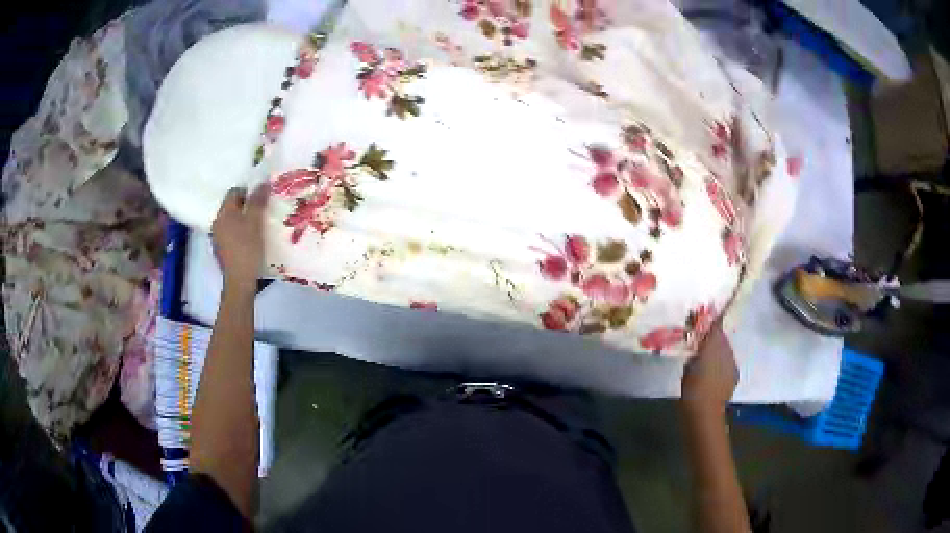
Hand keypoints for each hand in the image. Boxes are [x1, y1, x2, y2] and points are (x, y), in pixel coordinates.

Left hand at [211, 185, 269, 290]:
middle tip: (261, 211)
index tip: (261, 199)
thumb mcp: (255, 223)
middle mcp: (217, 222)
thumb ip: (258, 202)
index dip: (248, 192)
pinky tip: (249, 240)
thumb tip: (263, 183)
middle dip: (246, 206)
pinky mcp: (221, 250)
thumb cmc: (247, 249)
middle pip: (231, 207)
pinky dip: (239, 232)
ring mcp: (217, 237)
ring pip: (231, 221)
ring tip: (257, 226)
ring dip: (242, 220)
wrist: (239, 281)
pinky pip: (230, 233)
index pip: (234, 192)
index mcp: (223, 213)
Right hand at [681, 320, 737, 418]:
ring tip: (708, 359)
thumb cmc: (692, 387)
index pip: (715, 325)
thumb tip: (698, 343)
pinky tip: (715, 372)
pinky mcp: (735, 373)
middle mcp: (727, 349)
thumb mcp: (689, 365)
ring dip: (718, 351)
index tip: (702, 319)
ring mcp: (733, 361)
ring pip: (726, 350)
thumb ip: (695, 351)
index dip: (710, 322)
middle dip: (713, 338)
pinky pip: (728, 362)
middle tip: (702, 342)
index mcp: (714, 343)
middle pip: (721, 337)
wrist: (705, 410)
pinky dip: (722, 364)